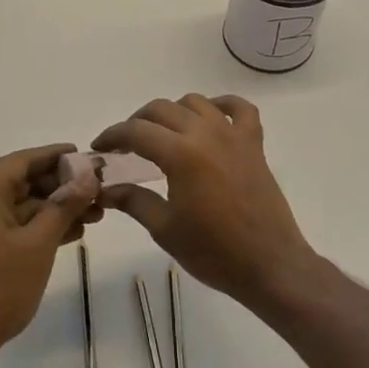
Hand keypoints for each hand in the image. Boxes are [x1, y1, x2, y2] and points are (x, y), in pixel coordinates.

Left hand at [0, 144, 99, 366]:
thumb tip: (88, 175)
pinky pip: (11, 223)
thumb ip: (64, 205)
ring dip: (54, 208)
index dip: (57, 156)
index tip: (87, 156)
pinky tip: (71, 232)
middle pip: (22, 181)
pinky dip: (37, 225)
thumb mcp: (38, 244)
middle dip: (61, 186)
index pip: (23, 160)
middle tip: (98, 190)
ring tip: (95, 214)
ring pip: (20, 204)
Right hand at [92, 95, 316, 309]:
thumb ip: (133, 200)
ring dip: (173, 112)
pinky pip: (239, 109)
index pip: (136, 131)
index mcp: (181, 154)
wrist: (269, 264)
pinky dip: (221, 105)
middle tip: (125, 146)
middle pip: (161, 110)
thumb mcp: (164, 229)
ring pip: (195, 102)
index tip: (99, 148)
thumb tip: (104, 189)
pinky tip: (210, 117)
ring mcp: (233, 135)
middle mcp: (206, 133)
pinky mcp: (254, 143)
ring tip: (163, 135)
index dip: (112, 135)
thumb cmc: (213, 251)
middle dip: (137, 122)